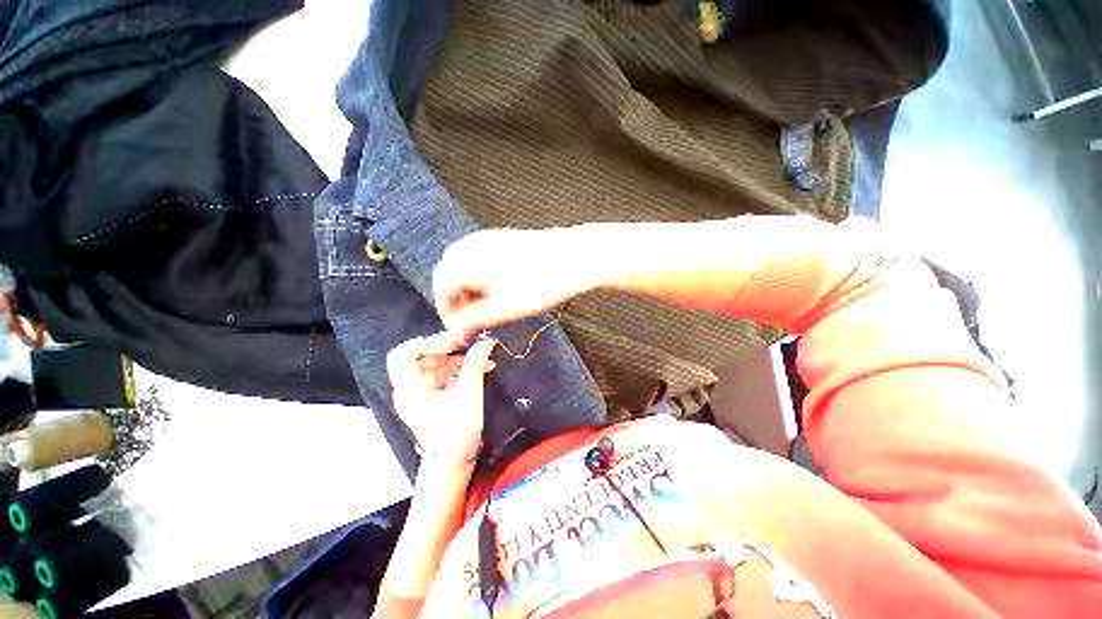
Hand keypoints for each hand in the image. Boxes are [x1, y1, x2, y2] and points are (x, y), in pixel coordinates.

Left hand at [387, 334, 496, 466]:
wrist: (454, 462)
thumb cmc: (457, 432)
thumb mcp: (469, 395)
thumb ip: (475, 364)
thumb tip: (486, 342)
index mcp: (409, 390)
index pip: (403, 355)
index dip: (426, 343)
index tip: (452, 343)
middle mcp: (411, 388)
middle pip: (421, 356)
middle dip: (447, 347)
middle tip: (470, 343)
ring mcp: (422, 391)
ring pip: (436, 363)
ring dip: (459, 357)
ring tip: (482, 355)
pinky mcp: (434, 395)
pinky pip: (445, 373)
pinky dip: (461, 367)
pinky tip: (482, 366)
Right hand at [432, 227, 600, 334]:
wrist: (576, 254)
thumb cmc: (543, 282)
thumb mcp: (507, 307)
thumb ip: (476, 317)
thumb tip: (457, 327)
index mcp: (468, 261)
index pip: (441, 287)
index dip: (445, 310)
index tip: (457, 328)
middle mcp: (473, 245)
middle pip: (448, 273)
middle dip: (453, 298)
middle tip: (468, 318)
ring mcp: (488, 238)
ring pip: (462, 263)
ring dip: (465, 286)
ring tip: (481, 306)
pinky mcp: (502, 238)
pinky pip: (477, 256)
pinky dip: (477, 274)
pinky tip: (493, 287)